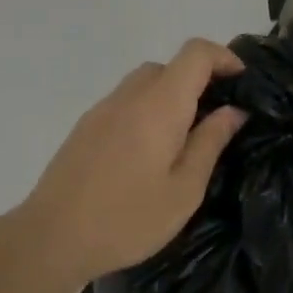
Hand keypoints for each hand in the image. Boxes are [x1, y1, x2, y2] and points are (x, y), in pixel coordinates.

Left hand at [21, 38, 247, 285]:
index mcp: (159, 106)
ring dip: (170, 97)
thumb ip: (210, 142)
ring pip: (144, 83)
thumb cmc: (128, 219)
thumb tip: (232, 111)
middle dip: (198, 81)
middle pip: (169, 66)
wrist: (51, 238)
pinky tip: (147, 154)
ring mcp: (101, 110)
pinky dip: (146, 111)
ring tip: (183, 140)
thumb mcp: (184, 189)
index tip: (241, 80)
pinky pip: (124, 103)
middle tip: (215, 121)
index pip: (195, 54)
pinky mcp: (84, 128)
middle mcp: (129, 96)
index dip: (223, 57)